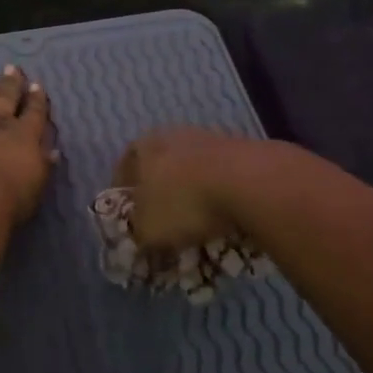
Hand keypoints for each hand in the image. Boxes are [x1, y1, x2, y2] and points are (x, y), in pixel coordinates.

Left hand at [0, 65, 55, 223]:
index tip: (36, 85)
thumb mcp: (36, 185)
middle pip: (5, 97)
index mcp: (25, 135)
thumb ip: (43, 165)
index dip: (36, 99)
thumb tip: (51, 151)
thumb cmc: (9, 200)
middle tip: (12, 68)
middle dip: (10, 83)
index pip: (34, 112)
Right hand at [112, 128, 257, 250]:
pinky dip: (220, 194)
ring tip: (199, 223)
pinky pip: (221, 176)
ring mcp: (209, 138)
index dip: (125, 200)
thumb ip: (138, 234)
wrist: (250, 182)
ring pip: (192, 171)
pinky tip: (226, 215)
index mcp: (142, 147)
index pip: (123, 172)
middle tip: (165, 223)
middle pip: (159, 168)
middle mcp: (172, 135)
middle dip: (161, 196)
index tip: (131, 222)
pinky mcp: (241, 147)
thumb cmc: (184, 203)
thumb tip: (141, 237)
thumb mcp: (148, 231)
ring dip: (193, 194)